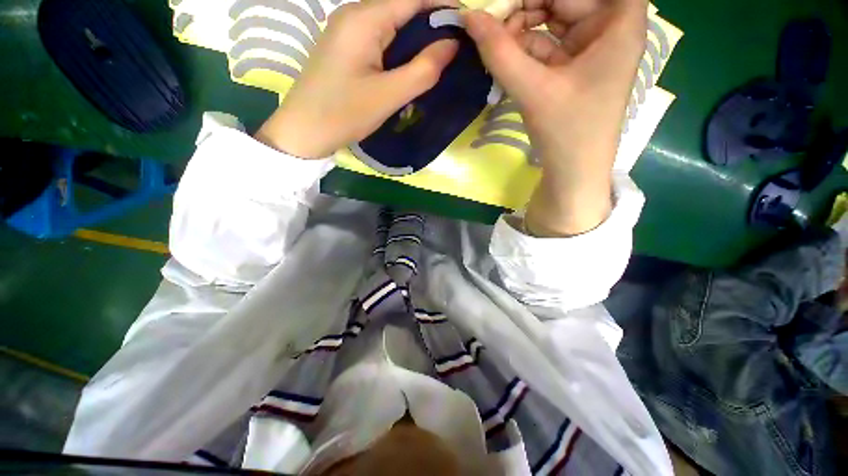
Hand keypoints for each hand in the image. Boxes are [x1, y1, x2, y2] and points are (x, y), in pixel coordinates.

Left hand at [256, 0, 459, 158]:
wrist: (305, 130)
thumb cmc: (344, 114)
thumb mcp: (389, 96)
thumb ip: (423, 70)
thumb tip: (452, 45)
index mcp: (365, 19)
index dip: (443, 4)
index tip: (466, 25)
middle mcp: (355, 14)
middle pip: (402, 7)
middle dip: (431, 23)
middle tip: (454, 50)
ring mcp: (348, 30)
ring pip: (392, 24)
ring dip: (416, 39)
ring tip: (437, 60)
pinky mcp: (346, 47)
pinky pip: (380, 38)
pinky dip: (400, 49)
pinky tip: (410, 66)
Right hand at [464, 0, 646, 235]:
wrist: (574, 172)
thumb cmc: (566, 131)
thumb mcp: (533, 89)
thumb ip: (500, 52)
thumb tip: (469, 16)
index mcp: (619, 22)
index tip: (508, 5)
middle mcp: (609, 28)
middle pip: (565, 0)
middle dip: (527, 8)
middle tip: (494, 21)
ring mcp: (590, 49)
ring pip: (552, 21)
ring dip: (522, 30)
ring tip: (497, 43)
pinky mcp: (573, 68)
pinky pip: (547, 46)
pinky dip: (525, 50)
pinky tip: (505, 57)